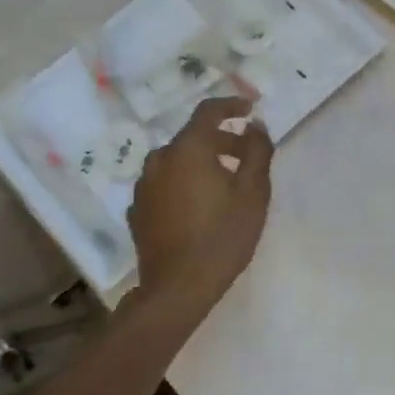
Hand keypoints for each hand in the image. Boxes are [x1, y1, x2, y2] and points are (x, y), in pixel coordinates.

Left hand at [128, 97, 272, 313]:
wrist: (178, 288)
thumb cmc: (223, 237)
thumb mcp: (253, 193)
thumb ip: (257, 151)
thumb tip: (255, 126)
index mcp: (188, 150)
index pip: (208, 111)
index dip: (231, 105)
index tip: (250, 110)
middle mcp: (159, 159)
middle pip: (193, 138)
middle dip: (222, 141)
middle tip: (247, 157)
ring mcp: (144, 186)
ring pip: (177, 162)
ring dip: (201, 164)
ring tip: (225, 185)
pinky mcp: (137, 210)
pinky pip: (165, 185)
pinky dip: (184, 185)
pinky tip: (199, 207)